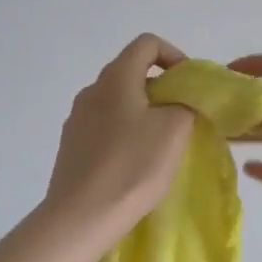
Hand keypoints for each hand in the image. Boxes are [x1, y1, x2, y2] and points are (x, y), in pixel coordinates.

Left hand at [44, 34, 196, 229]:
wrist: (81, 217)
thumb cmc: (132, 166)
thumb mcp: (174, 130)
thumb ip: (185, 105)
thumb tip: (180, 103)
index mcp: (115, 78)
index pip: (146, 43)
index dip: (173, 55)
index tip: (189, 85)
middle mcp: (91, 91)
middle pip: (131, 72)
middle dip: (162, 89)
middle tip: (182, 117)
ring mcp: (77, 119)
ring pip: (118, 102)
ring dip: (144, 113)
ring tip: (161, 144)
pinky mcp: (71, 147)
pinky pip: (105, 127)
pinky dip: (125, 133)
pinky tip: (134, 164)